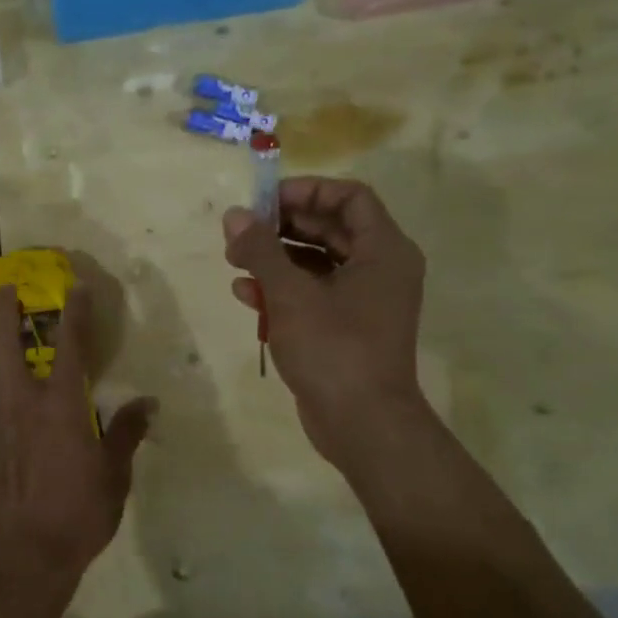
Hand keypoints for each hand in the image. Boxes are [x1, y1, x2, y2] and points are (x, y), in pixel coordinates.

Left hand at [0, 283, 151, 594]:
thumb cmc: (78, 516)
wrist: (23, 559)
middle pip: (2, 340)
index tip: (75, 288)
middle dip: (2, 307)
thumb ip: (127, 433)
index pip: (69, 344)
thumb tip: (148, 404)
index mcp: (59, 404)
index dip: (74, 311)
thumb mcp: (114, 476)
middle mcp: (17, 401)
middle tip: (4, 290)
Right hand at [222, 176, 428, 476]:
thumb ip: (261, 249)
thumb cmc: (334, 349)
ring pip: (317, 261)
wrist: (363, 426)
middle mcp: (380, 269)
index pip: (349, 196)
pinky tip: (244, 293)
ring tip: (234, 259)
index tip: (264, 200)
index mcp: (383, 251)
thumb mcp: (290, 294)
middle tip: (241, 230)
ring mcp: (364, 300)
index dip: (306, 190)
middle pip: (330, 227)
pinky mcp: (346, 327)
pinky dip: (282, 288)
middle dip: (282, 225)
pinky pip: (313, 292)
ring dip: (276, 256)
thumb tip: (233, 215)